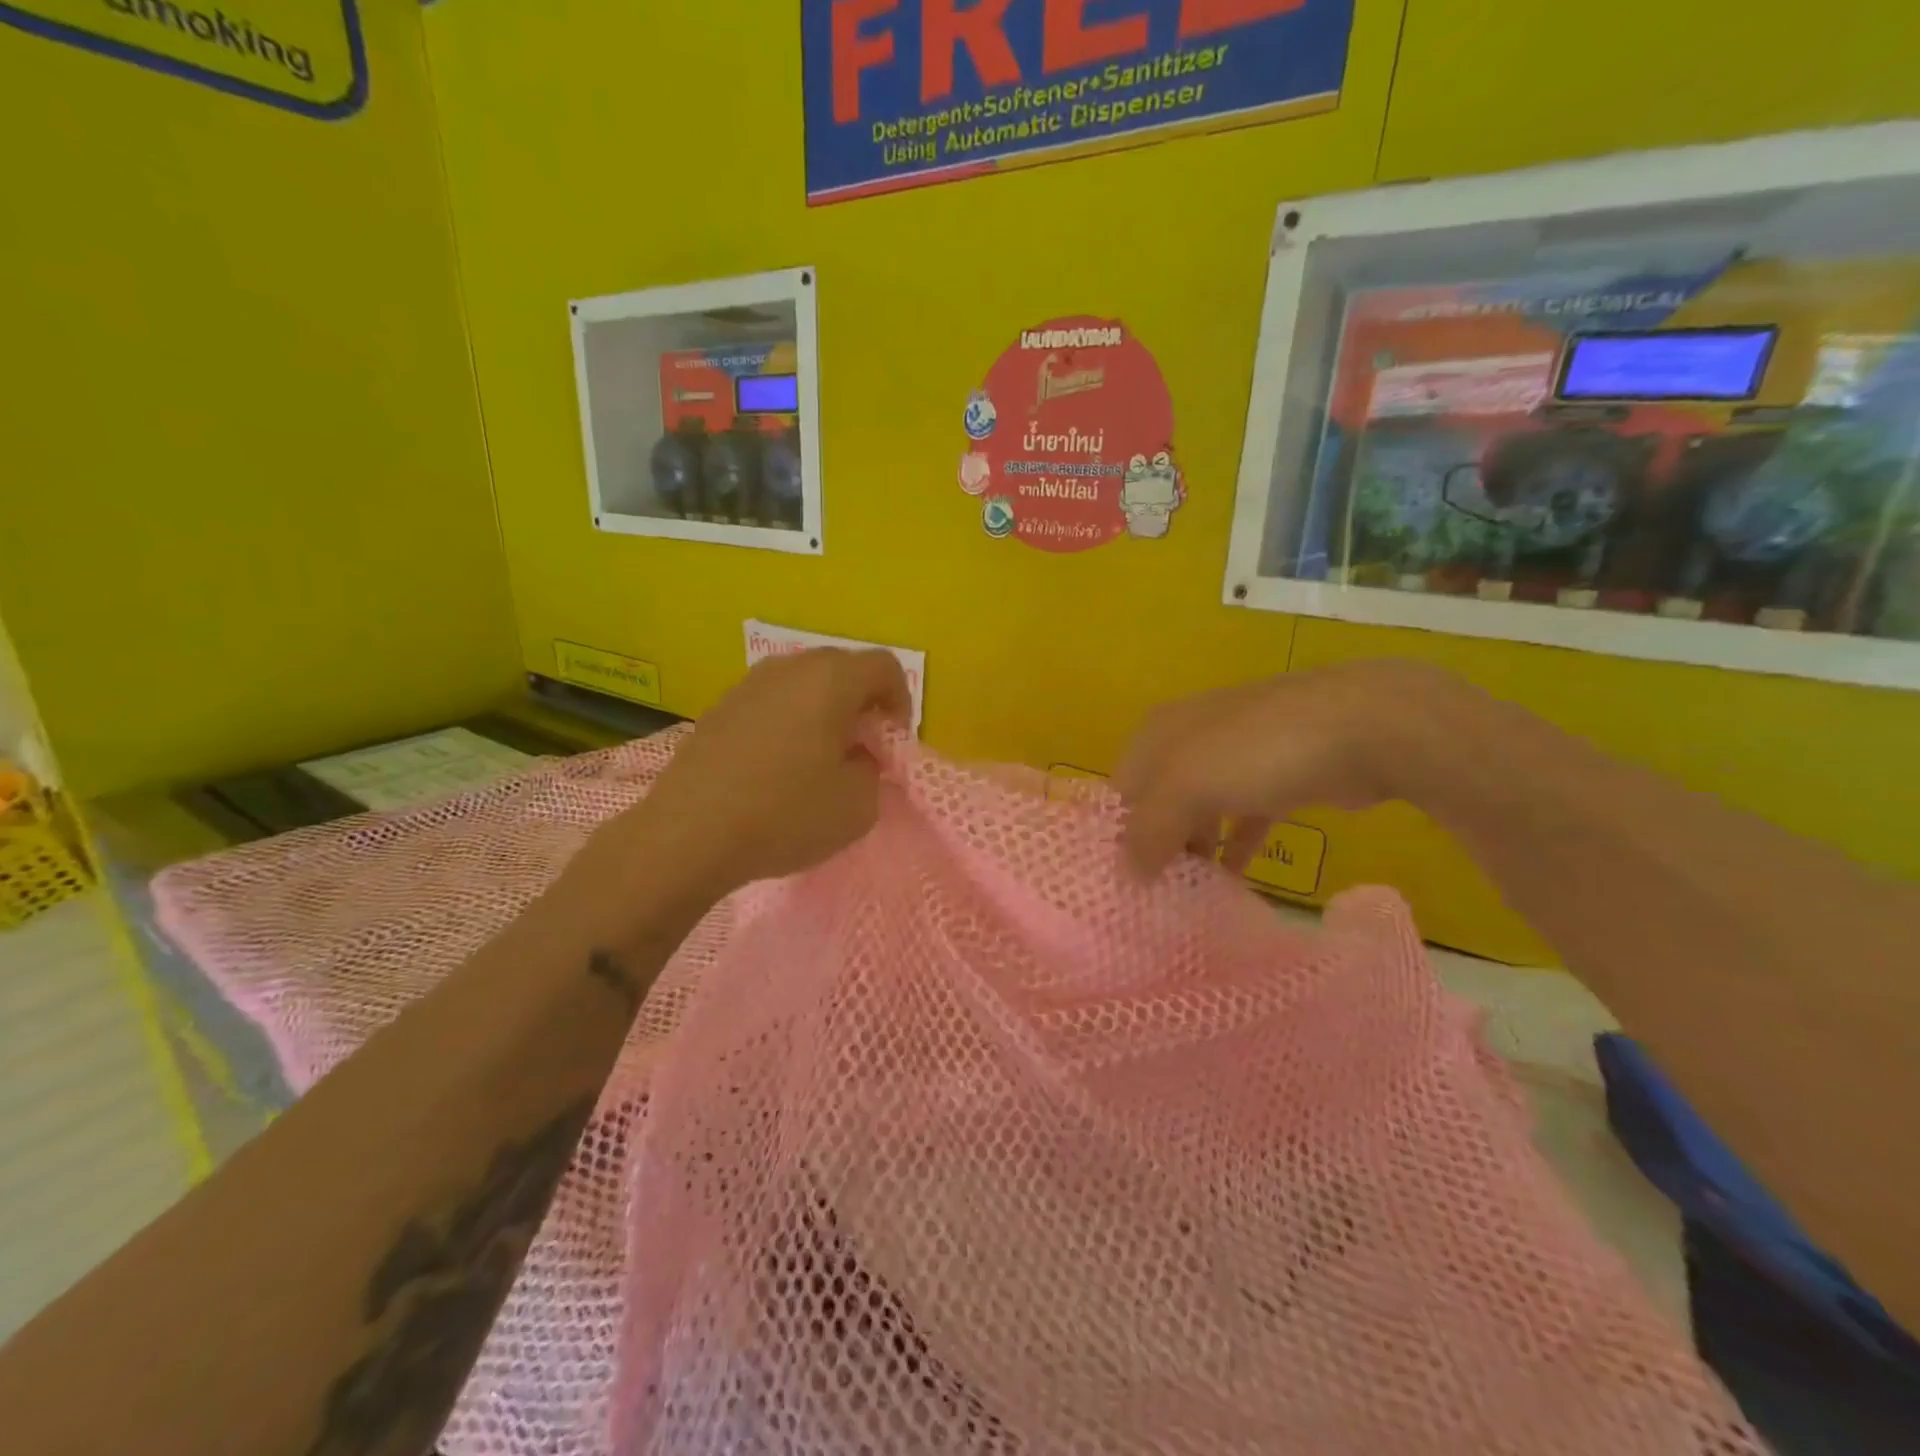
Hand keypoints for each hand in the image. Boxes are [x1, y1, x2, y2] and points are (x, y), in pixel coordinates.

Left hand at [606, 649, 911, 904]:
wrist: (688, 834)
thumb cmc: (784, 814)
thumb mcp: (857, 806)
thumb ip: (873, 771)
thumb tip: (856, 757)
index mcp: (830, 680)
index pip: (885, 666)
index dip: (901, 701)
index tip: (892, 743)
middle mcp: (789, 668)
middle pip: (843, 669)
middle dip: (862, 704)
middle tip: (861, 749)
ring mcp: (749, 684)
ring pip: (804, 684)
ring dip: (824, 712)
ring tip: (818, 759)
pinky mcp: (719, 707)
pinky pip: (771, 701)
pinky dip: (789, 721)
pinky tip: (777, 766)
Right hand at [1115, 660, 1450, 876]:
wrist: (1365, 725)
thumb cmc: (1257, 751)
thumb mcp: (1186, 785)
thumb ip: (1149, 831)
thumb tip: (1128, 873)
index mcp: (1158, 733)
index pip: (1121, 791)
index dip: (1118, 837)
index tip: (1123, 886)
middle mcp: (1188, 740)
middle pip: (1159, 802)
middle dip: (1157, 847)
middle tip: (1157, 899)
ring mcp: (1236, 757)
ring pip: (1200, 812)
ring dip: (1195, 851)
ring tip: (1188, 899)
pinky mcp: (1277, 778)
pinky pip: (1242, 818)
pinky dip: (1234, 847)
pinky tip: (1232, 880)